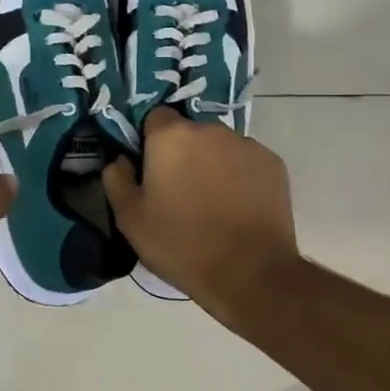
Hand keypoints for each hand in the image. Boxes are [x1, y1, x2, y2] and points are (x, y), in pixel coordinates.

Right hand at [101, 108, 301, 314]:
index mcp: (172, 136)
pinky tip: (237, 208)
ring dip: (212, 164)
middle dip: (182, 153)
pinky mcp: (273, 164)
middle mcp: (211, 129)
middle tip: (179, 191)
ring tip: (212, 203)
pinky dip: (239, 177)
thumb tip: (120, 160)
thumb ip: (116, 179)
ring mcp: (246, 144)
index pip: (154, 118)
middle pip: (189, 132)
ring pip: (219, 146)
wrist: (250, 272)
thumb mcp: (130, 218)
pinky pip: (246, 162)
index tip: (150, 170)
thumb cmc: (181, 244)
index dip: (149, 141)